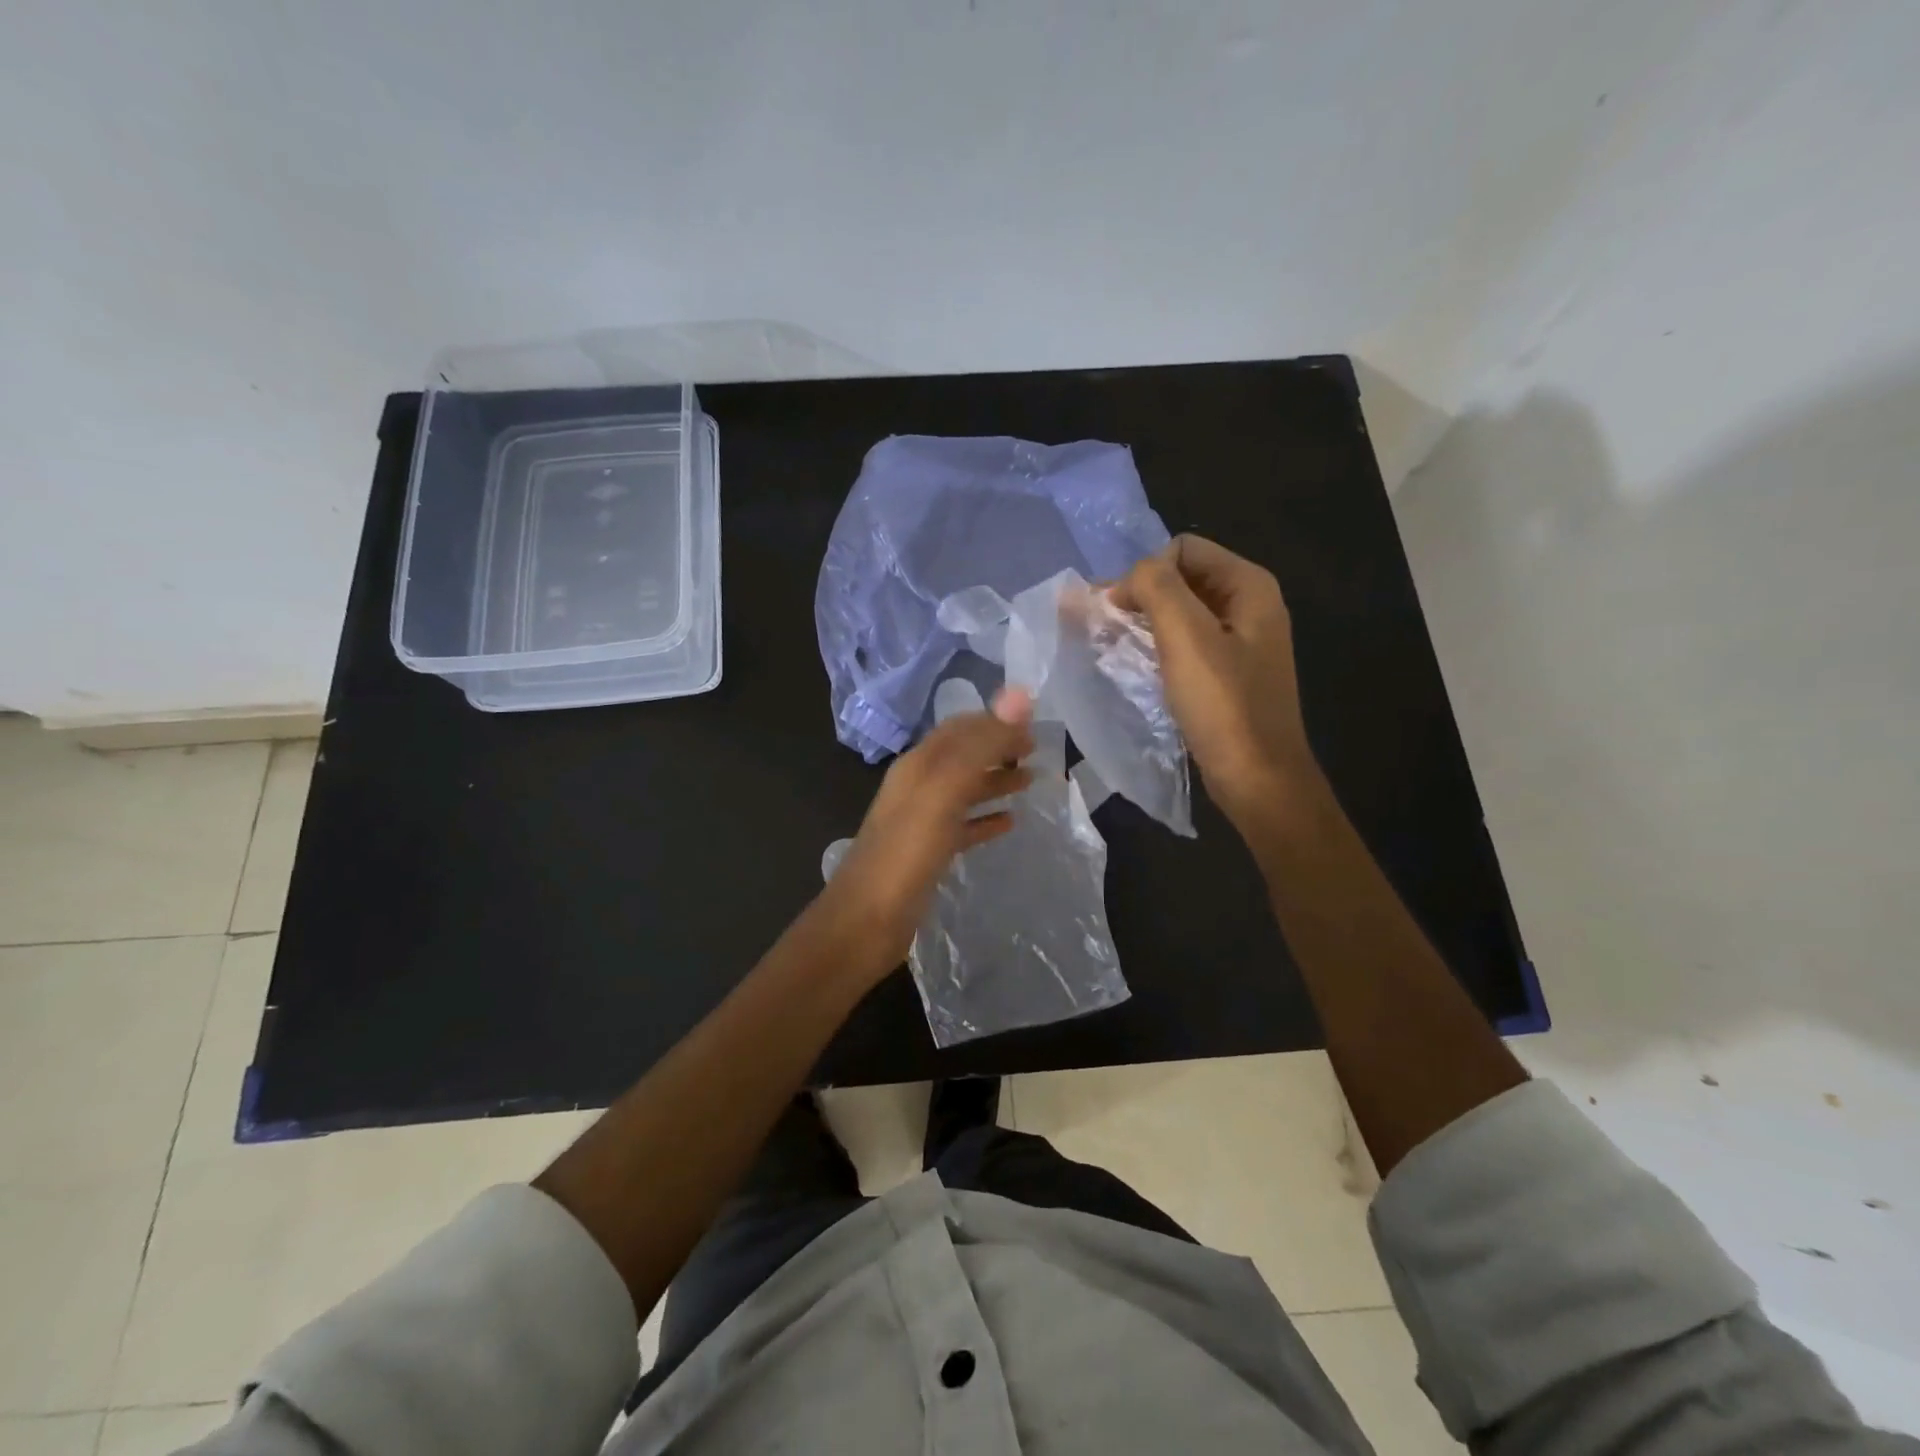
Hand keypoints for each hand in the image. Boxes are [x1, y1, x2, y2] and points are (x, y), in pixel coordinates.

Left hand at [817, 688, 1034, 981]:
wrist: (865, 922)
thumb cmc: (906, 852)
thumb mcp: (945, 791)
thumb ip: (981, 745)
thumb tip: (1019, 695)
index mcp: (918, 765)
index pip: (960, 729)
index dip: (995, 722)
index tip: (1035, 724)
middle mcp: (918, 786)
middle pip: (964, 757)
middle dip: (999, 749)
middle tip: (1038, 751)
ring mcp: (921, 822)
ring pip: (964, 790)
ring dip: (996, 781)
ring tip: (1031, 781)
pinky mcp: (927, 854)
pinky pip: (963, 827)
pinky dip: (986, 820)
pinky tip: (1009, 824)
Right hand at [1111, 535, 1320, 839]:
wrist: (1257, 777)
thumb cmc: (1223, 705)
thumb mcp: (1186, 637)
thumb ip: (1156, 588)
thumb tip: (1131, 575)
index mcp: (1248, 586)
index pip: (1182, 549)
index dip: (1145, 573)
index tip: (1116, 611)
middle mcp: (1249, 605)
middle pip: (1182, 578)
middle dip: (1140, 595)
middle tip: (1100, 626)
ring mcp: (1240, 640)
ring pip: (1181, 612)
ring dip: (1144, 621)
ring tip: (1109, 644)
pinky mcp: (1228, 672)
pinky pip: (1186, 643)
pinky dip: (1158, 646)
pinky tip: (1136, 665)